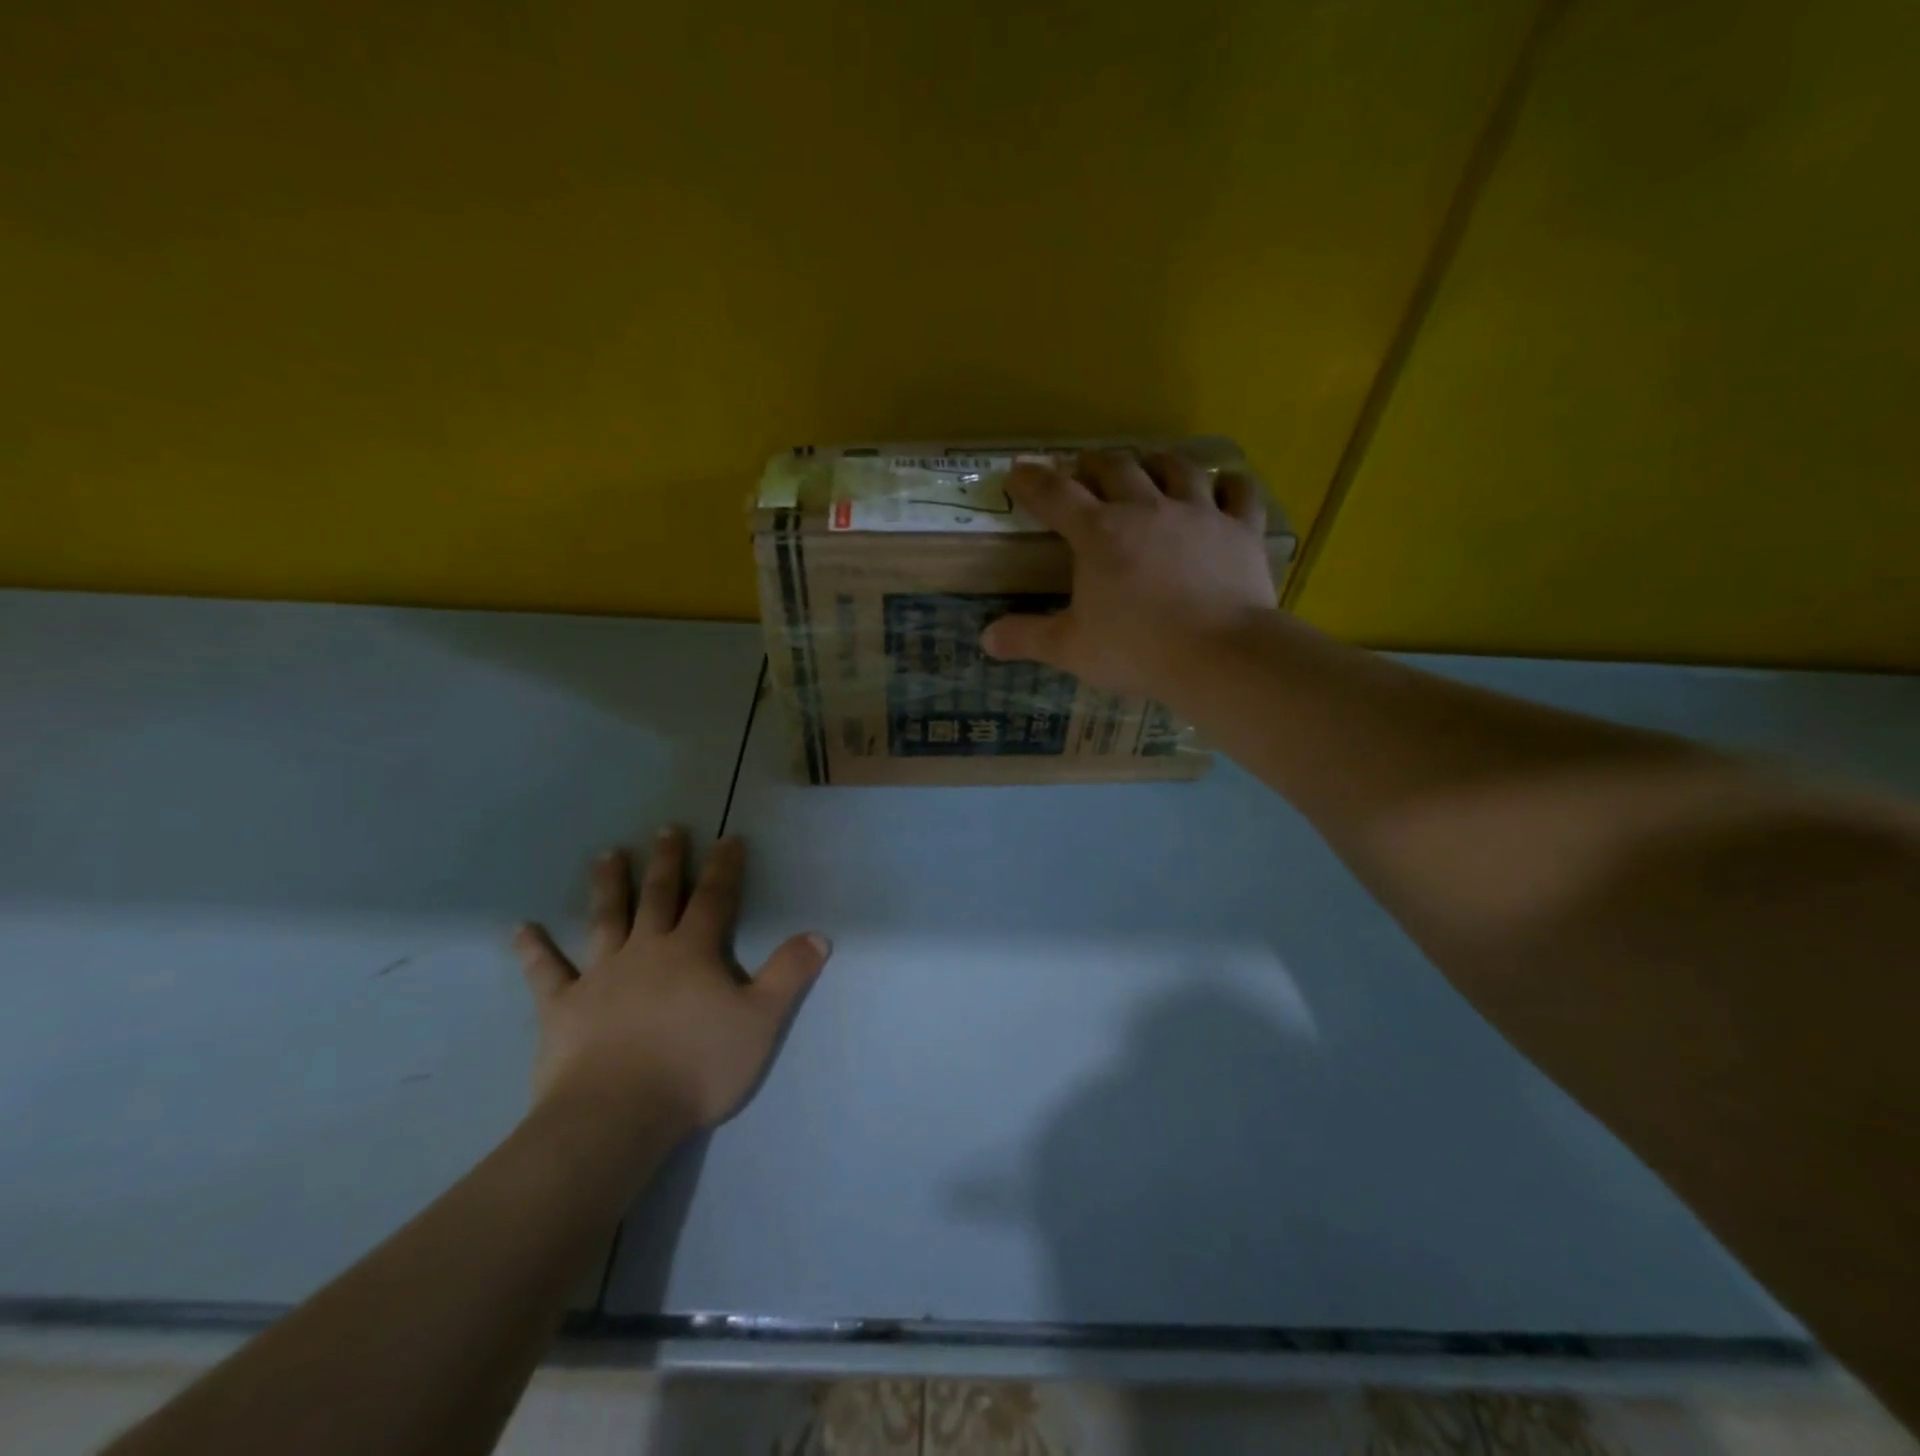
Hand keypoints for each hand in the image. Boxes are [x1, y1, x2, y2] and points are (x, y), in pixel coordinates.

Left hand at [514, 830, 829, 1140]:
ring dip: (608, 886)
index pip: (715, 898)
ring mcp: (600, 975)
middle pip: (659, 896)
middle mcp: (647, 950)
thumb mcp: (760, 1021)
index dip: (724, 867)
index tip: (728, 838)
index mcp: (693, 951)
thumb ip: (788, 975)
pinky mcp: (563, 1007)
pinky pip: (546, 972)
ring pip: (606, 919)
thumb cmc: (696, 1066)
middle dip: (667, 862)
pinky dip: (534, 950)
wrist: (618, 1114)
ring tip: (606, 855)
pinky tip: (521, 929)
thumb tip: (818, 936)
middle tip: (666, 830)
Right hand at [979, 449, 1276, 697]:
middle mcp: (1147, 509)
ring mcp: (1199, 514)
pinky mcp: (1241, 530)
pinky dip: (1230, 486)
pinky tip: (1226, 485)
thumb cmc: (1137, 650)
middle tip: (1084, 467)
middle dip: (1094, 464)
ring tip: (1149, 463)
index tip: (1017, 471)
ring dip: (1157, 461)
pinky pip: (1240, 493)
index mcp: (1100, 534)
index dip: (1032, 480)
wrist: (1219, 655)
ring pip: (1177, 468)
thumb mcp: (1071, 649)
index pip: (1056, 495)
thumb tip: (986, 639)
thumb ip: (1027, 638)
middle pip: (1116, 468)